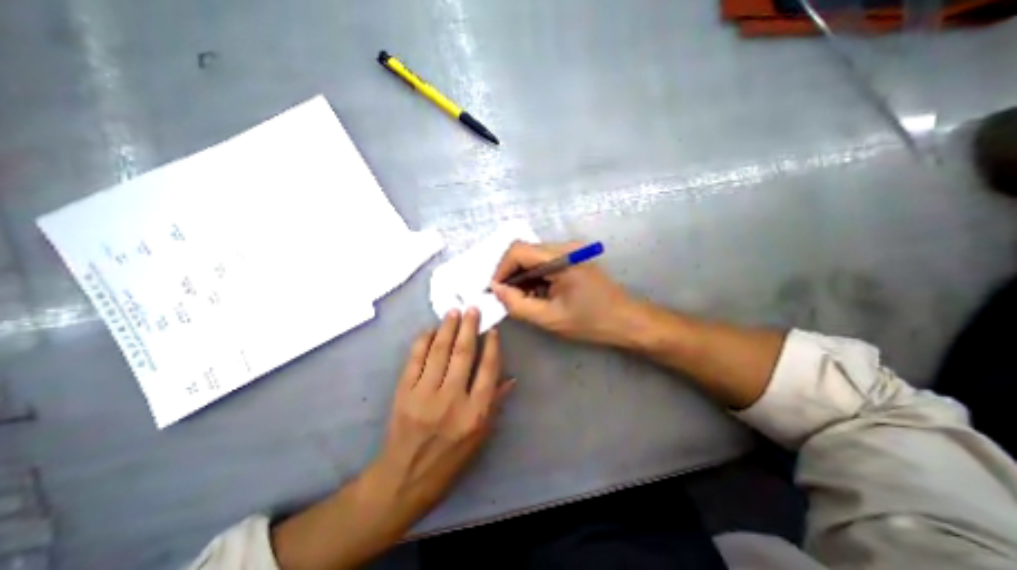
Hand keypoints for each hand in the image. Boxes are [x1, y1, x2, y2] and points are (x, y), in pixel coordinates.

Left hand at [372, 310, 517, 517]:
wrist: (405, 477)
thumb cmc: (450, 459)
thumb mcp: (480, 437)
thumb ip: (495, 403)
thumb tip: (511, 378)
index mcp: (475, 413)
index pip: (488, 369)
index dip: (492, 345)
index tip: (493, 330)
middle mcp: (452, 399)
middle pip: (463, 353)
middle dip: (469, 327)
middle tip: (472, 309)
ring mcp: (425, 394)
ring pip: (439, 351)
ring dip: (447, 328)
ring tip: (453, 312)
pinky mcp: (404, 392)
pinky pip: (415, 359)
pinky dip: (423, 341)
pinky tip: (430, 330)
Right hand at [490, 237, 638, 342]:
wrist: (627, 321)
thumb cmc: (591, 322)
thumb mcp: (550, 318)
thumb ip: (518, 304)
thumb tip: (496, 290)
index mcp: (561, 258)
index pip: (518, 250)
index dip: (501, 269)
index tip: (496, 291)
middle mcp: (565, 247)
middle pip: (524, 251)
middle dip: (510, 274)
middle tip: (507, 298)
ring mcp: (570, 251)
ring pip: (533, 257)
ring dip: (522, 277)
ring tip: (522, 299)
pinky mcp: (573, 259)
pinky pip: (544, 263)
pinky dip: (534, 277)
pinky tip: (537, 294)